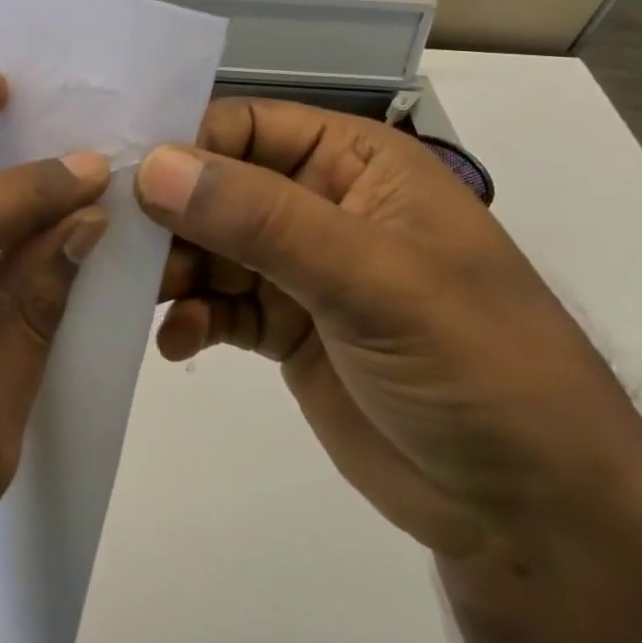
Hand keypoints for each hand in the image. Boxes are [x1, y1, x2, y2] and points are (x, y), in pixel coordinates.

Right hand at [138, 100, 641, 561]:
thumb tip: (153, 167)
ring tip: (143, 299)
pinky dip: (190, 319)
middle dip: (167, 216)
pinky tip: (177, 344)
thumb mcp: (372, 280)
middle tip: (112, 247)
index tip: (121, 180)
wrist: (529, 514)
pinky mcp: (285, 329)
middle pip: (217, 187)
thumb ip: (261, 220)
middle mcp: (321, 205)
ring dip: (171, 270)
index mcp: (355, 163)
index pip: (247, 127)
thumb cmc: (474, 367)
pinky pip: (217, 306)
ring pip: (209, 247)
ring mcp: (301, 270)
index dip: (184, 147)